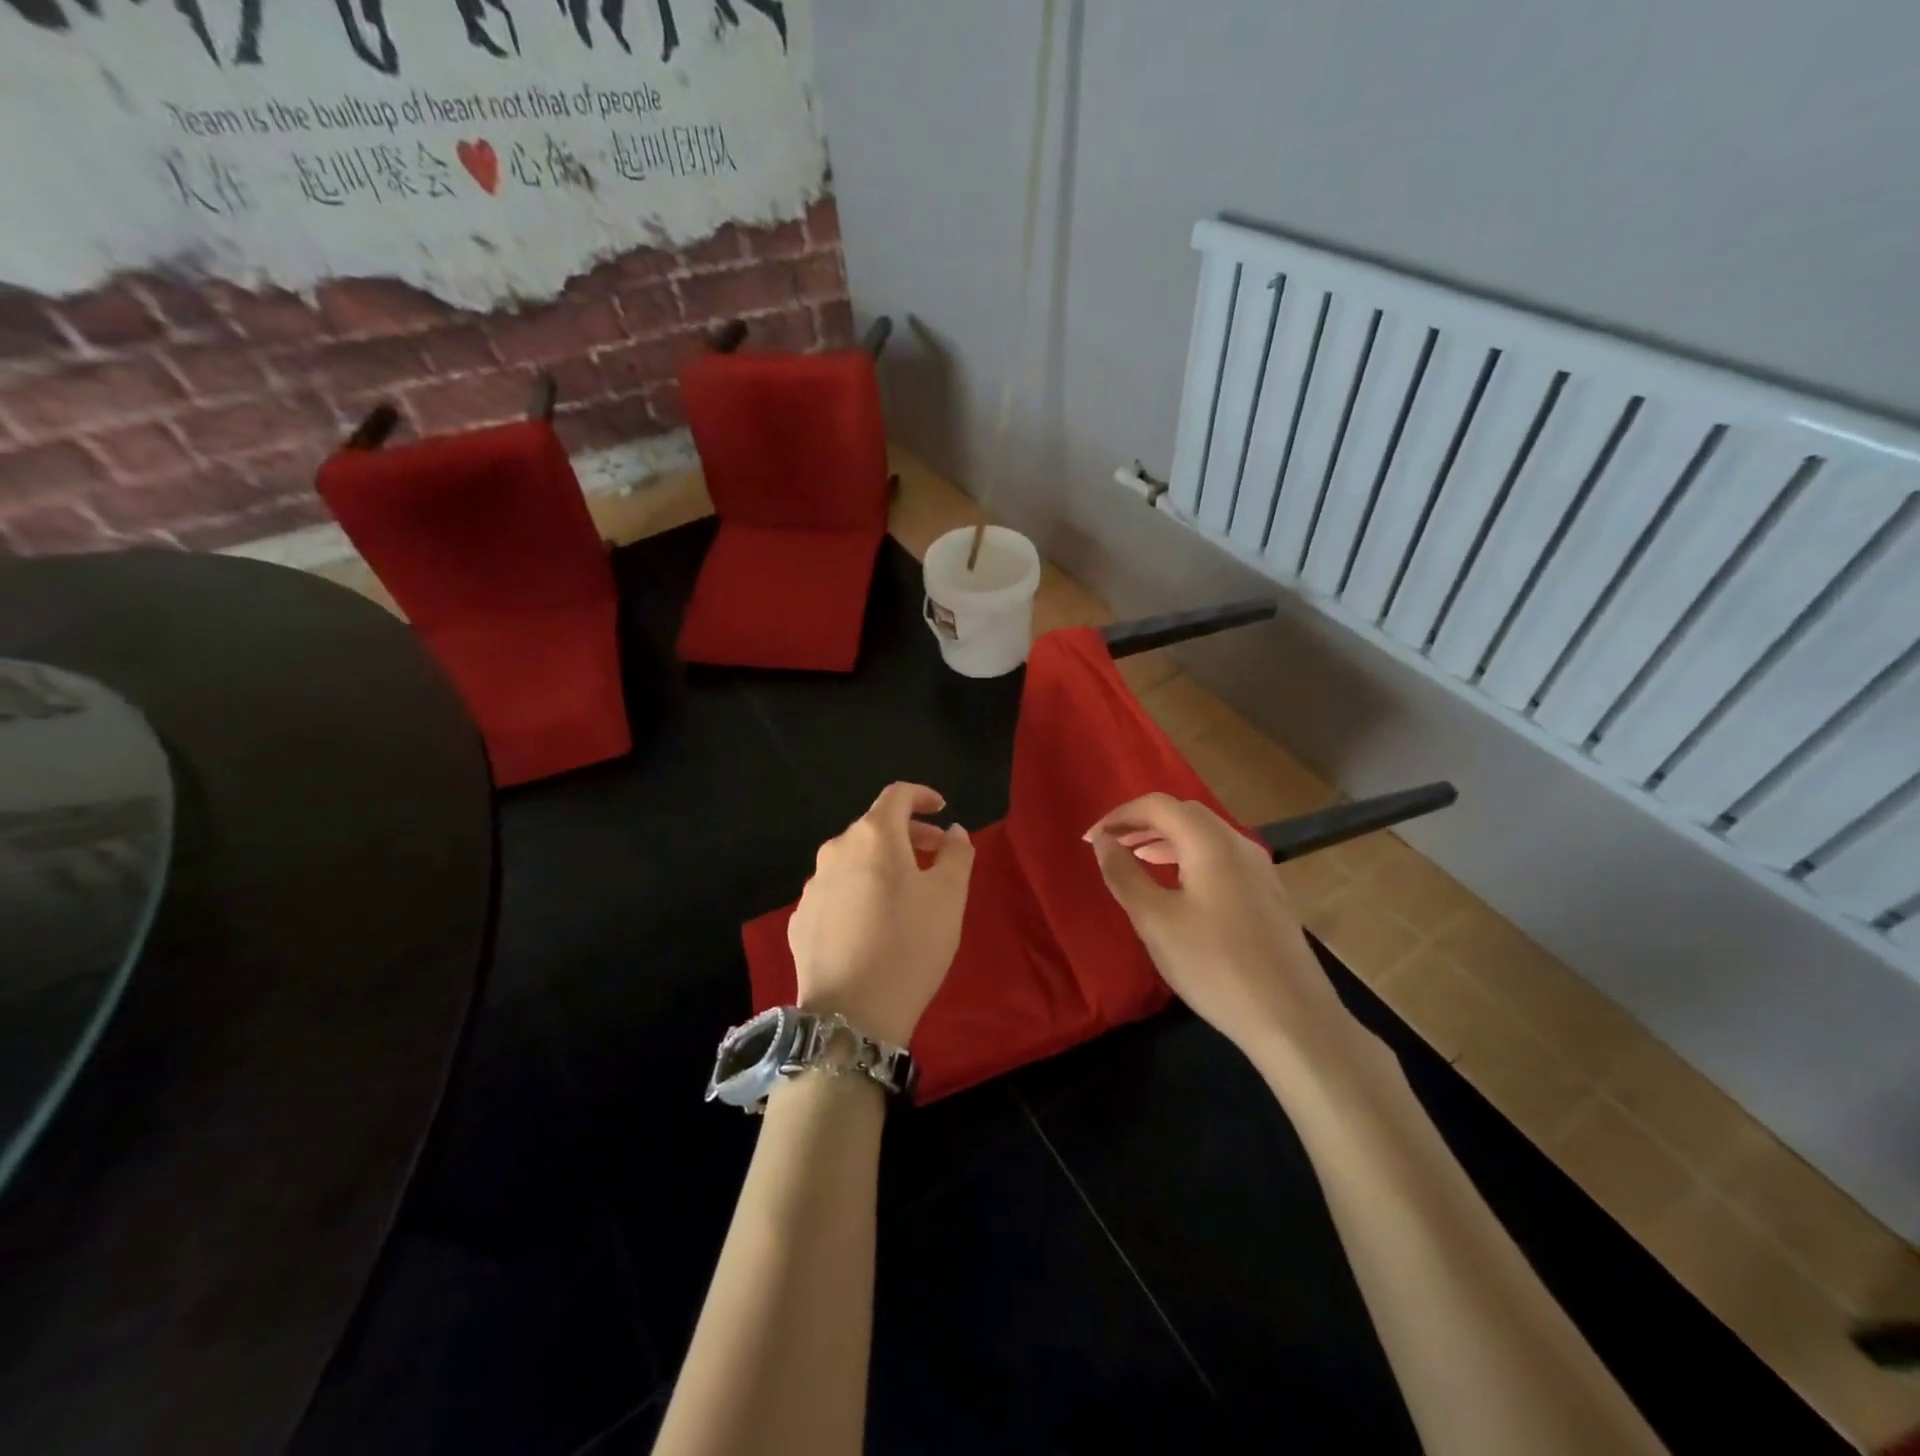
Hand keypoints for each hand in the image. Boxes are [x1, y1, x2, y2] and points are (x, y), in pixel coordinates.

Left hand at [788, 783, 975, 1047]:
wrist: (850, 1015)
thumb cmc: (909, 946)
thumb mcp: (949, 897)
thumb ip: (956, 853)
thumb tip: (952, 831)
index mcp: (873, 836)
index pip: (897, 795)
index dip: (922, 796)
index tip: (942, 809)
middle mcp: (836, 850)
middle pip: (875, 828)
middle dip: (909, 835)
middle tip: (936, 858)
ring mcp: (812, 886)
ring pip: (854, 861)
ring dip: (883, 865)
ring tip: (907, 897)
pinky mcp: (800, 920)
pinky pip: (836, 892)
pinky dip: (859, 892)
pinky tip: (873, 926)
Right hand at [1085, 794, 1361, 1077]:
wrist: (1292, 1019)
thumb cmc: (1215, 966)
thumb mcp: (1155, 921)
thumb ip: (1124, 874)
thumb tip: (1104, 842)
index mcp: (1211, 843)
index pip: (1158, 805)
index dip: (1120, 815)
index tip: (1092, 839)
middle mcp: (1239, 844)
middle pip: (1184, 813)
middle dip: (1143, 823)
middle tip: (1111, 845)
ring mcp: (1260, 869)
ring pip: (1205, 835)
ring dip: (1166, 840)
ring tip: (1136, 860)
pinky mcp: (1268, 894)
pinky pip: (1220, 857)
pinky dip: (1188, 858)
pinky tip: (1177, 887)